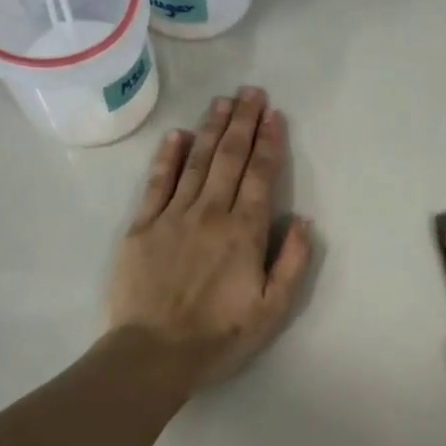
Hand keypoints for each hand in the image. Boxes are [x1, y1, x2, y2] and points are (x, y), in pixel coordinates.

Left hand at [108, 87, 313, 389]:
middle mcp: (210, 213)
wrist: (154, 353)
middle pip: (230, 158)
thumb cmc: (220, 335)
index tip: (275, 115)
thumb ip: (293, 262)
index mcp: (244, 232)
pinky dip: (168, 156)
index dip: (270, 143)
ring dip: (212, 129)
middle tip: (252, 92)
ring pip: (197, 162)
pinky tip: (178, 135)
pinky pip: (157, 183)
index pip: (261, 176)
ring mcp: (173, 216)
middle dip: (244, 122)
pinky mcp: (142, 227)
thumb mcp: (273, 309)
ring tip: (224, 102)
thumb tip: (303, 221)